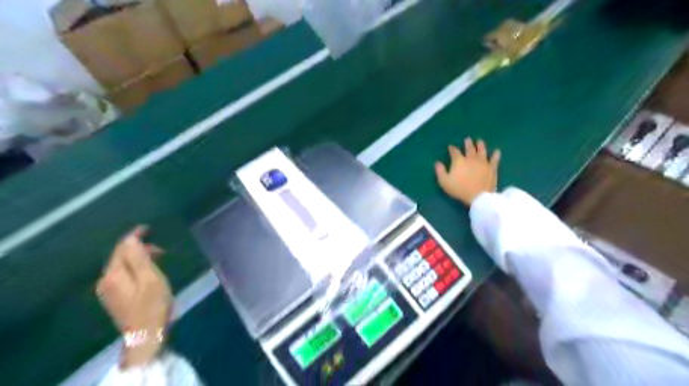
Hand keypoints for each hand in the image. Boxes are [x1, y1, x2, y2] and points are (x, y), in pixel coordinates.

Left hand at [95, 227, 170, 368]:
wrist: (145, 335)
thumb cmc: (153, 305)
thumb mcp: (151, 279)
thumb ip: (139, 258)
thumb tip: (130, 239)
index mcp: (114, 275)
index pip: (121, 248)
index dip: (134, 236)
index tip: (148, 228)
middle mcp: (105, 281)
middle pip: (120, 257)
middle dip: (138, 248)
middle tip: (161, 250)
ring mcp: (108, 291)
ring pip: (121, 266)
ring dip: (138, 258)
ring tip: (158, 259)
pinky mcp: (114, 298)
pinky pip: (123, 275)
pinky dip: (135, 268)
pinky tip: (148, 273)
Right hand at [435, 137, 500, 204]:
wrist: (478, 196)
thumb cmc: (459, 189)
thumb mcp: (444, 182)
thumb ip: (440, 171)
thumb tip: (437, 163)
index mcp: (459, 161)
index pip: (454, 152)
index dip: (452, 149)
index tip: (450, 146)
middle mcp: (471, 158)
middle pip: (469, 148)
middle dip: (468, 143)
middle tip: (467, 139)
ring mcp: (483, 162)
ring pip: (482, 151)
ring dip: (480, 145)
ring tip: (479, 141)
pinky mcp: (491, 168)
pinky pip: (494, 159)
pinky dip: (496, 155)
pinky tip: (497, 151)